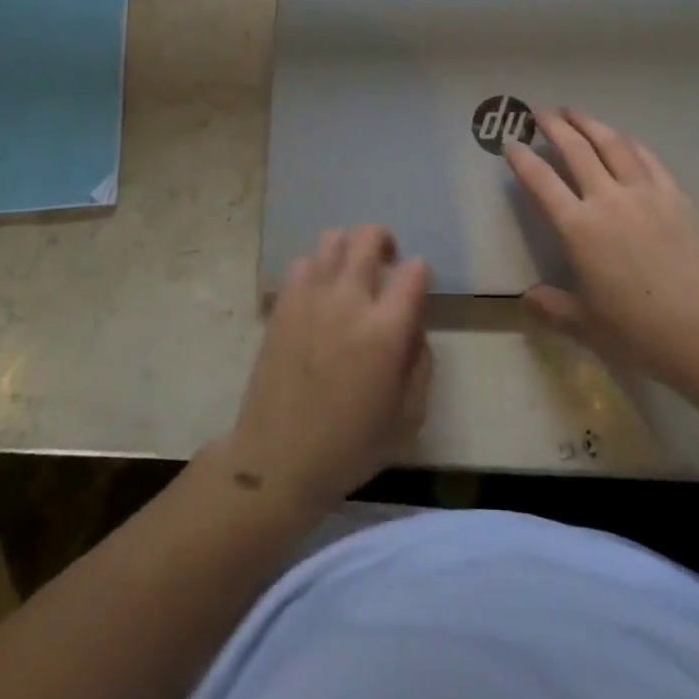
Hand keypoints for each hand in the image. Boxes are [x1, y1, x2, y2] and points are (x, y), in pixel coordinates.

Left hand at [225, 226, 431, 517]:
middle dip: (385, 241)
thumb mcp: (408, 416)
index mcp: (385, 330)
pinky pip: (302, 262)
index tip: (416, 288)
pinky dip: (317, 267)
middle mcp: (349, 301)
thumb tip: (413, 326)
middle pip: (369, 237)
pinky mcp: (283, 305)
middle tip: (387, 262)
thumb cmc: (350, 446)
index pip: (413, 271)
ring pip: (333, 240)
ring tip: (351, 273)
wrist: (277, 461)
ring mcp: (311, 298)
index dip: (420, 273)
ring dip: (349, 249)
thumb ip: (421, 362)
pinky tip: (320, 292)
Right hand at [505, 109, 698, 383]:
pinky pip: (647, 157)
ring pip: (612, 143)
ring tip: (575, 112)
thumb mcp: (585, 323)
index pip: (541, 182)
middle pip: (576, 150)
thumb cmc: (637, 329)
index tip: (510, 143)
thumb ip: (553, 306)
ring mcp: (644, 192)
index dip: (522, 160)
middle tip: (541, 112)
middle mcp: (607, 200)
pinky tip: (622, 137)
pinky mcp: (674, 194)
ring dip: (590, 123)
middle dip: (555, 126)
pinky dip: (629, 142)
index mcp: (578, 228)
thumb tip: (528, 299)